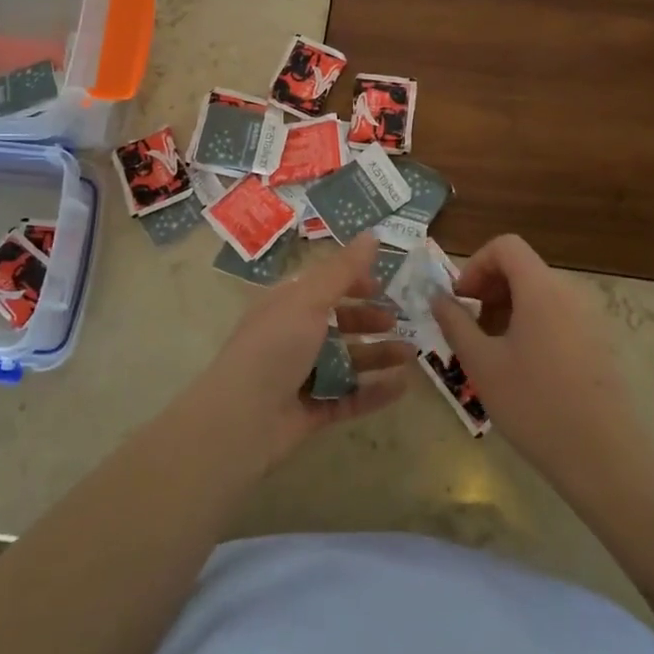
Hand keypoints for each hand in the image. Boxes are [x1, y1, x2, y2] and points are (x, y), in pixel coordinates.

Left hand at [194, 234, 417, 467]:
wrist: (241, 419)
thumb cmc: (274, 346)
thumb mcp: (308, 299)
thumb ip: (343, 270)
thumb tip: (372, 234)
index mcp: (286, 304)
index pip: (322, 285)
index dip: (351, 282)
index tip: (382, 285)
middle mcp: (293, 336)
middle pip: (337, 324)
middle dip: (368, 321)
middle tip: (400, 321)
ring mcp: (302, 376)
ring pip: (347, 362)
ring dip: (378, 355)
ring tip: (411, 355)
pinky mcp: (312, 411)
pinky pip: (349, 397)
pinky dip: (375, 392)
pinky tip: (402, 387)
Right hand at [430, 234, 646, 488]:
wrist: (604, 458)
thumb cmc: (534, 404)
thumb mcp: (481, 364)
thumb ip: (455, 323)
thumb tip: (437, 297)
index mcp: (541, 289)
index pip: (506, 246)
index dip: (476, 264)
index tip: (460, 299)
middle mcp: (569, 293)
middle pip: (522, 268)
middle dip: (489, 289)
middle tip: (469, 327)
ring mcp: (590, 318)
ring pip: (539, 294)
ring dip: (507, 308)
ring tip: (491, 350)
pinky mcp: (599, 343)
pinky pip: (557, 315)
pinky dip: (531, 324)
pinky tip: (522, 367)